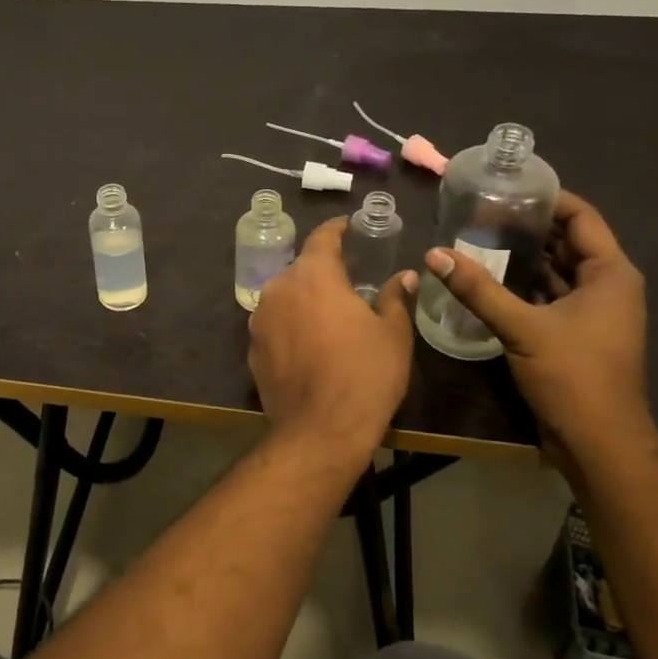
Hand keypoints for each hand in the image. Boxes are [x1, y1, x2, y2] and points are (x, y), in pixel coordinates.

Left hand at [248, 218, 416, 461]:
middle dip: (324, 271)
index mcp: (313, 275)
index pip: (322, 237)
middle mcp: (279, 289)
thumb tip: (405, 276)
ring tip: (330, 317)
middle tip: (350, 281)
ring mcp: (260, 319)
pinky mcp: (252, 349)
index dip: (338, 229)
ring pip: (286, 297)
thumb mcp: (393, 334)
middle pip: (302, 269)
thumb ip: (395, 298)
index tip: (350, 227)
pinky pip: (275, 325)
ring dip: (305, 300)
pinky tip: (310, 347)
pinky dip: (291, 326)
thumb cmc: (365, 375)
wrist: (320, 431)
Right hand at [423, 190, 650, 452]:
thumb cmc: (573, 376)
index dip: (549, 198)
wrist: (599, 443)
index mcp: (610, 274)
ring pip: (557, 271)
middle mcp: (608, 287)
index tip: (508, 187)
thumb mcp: (522, 328)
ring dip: (523, 257)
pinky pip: (550, 296)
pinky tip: (488, 279)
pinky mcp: (576, 335)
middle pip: (568, 242)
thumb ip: (478, 289)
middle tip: (483, 211)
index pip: (582, 217)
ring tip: (479, 238)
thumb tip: (433, 253)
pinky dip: (524, 285)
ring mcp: (593, 313)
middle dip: (529, 226)